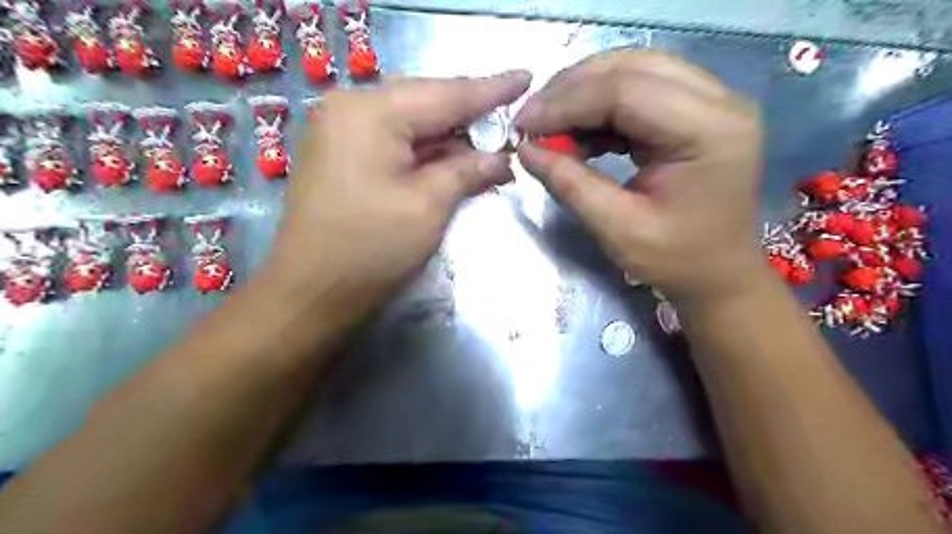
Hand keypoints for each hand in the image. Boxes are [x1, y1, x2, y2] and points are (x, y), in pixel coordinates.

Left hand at [262, 73, 532, 317]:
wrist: (310, 292)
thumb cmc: (370, 249)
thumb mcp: (428, 206)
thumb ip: (467, 170)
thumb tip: (502, 157)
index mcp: (371, 111)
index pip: (446, 94)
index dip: (492, 89)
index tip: (526, 78)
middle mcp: (350, 107)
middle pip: (426, 102)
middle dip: (471, 113)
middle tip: (511, 117)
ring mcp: (340, 130)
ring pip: (410, 121)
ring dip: (450, 135)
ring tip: (489, 141)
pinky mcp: (341, 154)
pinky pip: (394, 140)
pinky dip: (426, 150)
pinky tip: (452, 157)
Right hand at [513, 53, 763, 305]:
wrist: (719, 274)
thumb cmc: (676, 260)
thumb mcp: (618, 229)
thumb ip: (570, 184)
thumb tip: (525, 149)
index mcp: (709, 131)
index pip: (627, 91)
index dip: (567, 103)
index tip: (523, 125)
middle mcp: (719, 101)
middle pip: (632, 67)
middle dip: (571, 89)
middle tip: (531, 119)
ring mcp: (711, 101)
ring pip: (633, 70)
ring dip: (583, 93)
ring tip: (549, 125)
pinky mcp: (696, 111)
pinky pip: (639, 90)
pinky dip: (599, 107)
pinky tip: (577, 131)